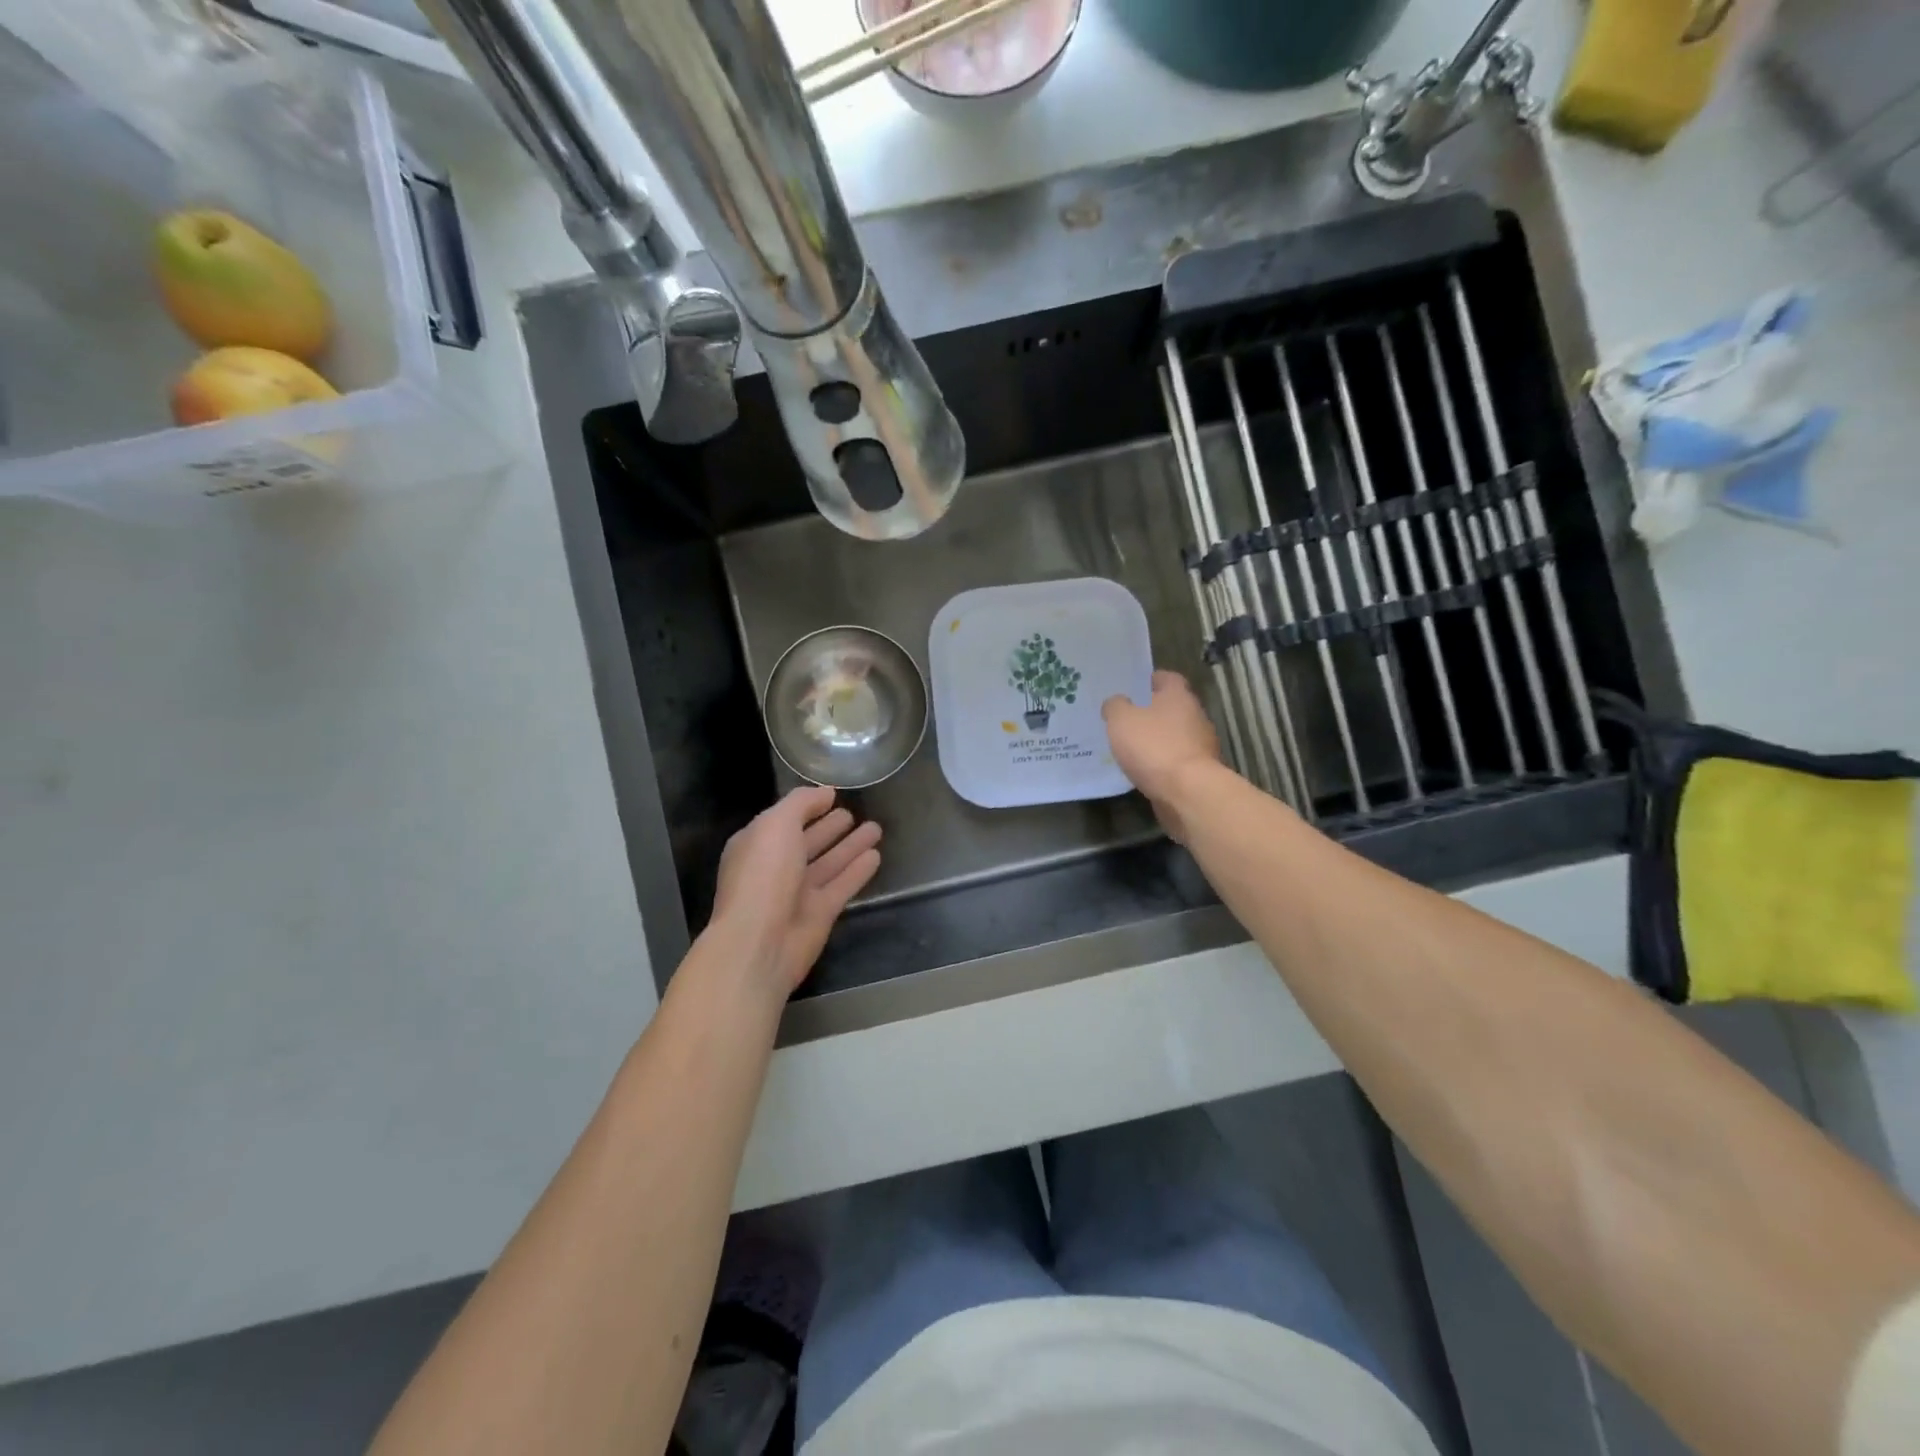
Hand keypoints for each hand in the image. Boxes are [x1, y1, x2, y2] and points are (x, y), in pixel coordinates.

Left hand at [710, 787, 882, 997]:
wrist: (760, 942)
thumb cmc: (763, 876)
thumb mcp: (776, 825)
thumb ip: (801, 803)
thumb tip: (825, 793)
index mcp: (757, 845)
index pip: (784, 821)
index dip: (807, 808)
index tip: (832, 796)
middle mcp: (776, 868)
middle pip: (807, 842)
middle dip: (829, 827)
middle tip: (853, 813)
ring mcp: (798, 893)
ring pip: (829, 863)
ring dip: (850, 846)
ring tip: (875, 828)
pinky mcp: (820, 913)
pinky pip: (842, 885)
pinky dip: (858, 870)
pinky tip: (876, 856)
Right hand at [1102, 670, 1222, 841]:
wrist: (1187, 792)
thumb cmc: (1153, 746)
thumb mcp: (1121, 720)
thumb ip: (1115, 706)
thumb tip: (1116, 702)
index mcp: (1178, 696)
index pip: (1167, 678)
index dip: (1149, 680)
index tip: (1131, 688)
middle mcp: (1195, 716)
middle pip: (1172, 707)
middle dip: (1151, 712)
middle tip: (1125, 718)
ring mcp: (1201, 745)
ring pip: (1174, 736)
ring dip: (1157, 740)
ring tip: (1130, 747)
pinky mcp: (1199, 772)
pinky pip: (1175, 761)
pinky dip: (1161, 763)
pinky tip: (1142, 770)